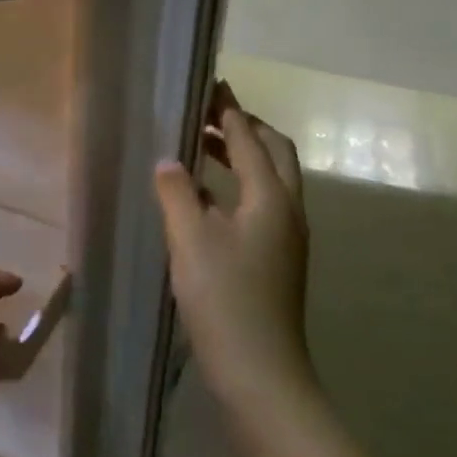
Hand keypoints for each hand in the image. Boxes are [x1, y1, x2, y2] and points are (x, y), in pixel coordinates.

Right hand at [154, 88, 311, 413]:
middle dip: (244, 127)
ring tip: (201, 148)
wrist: (260, 371)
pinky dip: (238, 185)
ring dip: (242, 155)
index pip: (250, 139)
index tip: (211, 85)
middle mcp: (287, 210)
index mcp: (271, 198)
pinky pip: (262, 203)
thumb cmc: (224, 298)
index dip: (229, 110)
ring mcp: (286, 236)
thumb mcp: (190, 239)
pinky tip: (206, 198)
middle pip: (274, 152)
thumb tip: (169, 160)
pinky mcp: (277, 258)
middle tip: (207, 114)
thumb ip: (177, 192)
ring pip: (271, 179)